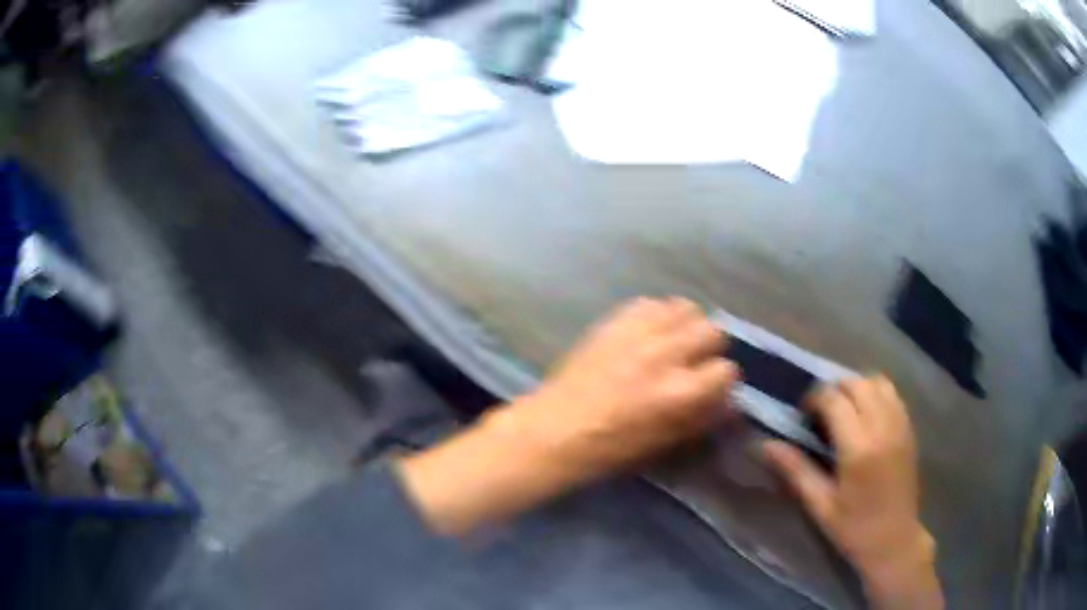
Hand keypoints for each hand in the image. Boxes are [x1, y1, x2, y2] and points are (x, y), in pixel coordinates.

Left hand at [517, 296, 737, 483]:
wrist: (556, 429)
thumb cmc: (611, 448)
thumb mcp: (664, 443)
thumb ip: (701, 419)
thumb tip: (728, 403)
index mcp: (679, 393)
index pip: (726, 370)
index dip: (722, 381)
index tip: (711, 388)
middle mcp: (665, 355)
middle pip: (712, 331)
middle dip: (709, 349)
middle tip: (694, 362)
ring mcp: (638, 333)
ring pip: (685, 308)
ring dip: (686, 325)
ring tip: (673, 342)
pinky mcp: (614, 321)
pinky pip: (650, 302)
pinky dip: (656, 315)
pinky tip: (647, 333)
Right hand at [763, 376, 943, 609]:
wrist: (894, 540)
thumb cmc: (853, 528)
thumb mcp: (820, 505)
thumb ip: (796, 470)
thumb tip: (765, 445)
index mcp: (858, 448)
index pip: (834, 399)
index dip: (813, 399)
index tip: (802, 416)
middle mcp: (882, 427)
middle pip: (856, 383)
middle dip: (834, 390)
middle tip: (820, 415)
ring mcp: (900, 425)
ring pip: (877, 381)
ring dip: (857, 387)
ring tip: (844, 411)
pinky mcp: (909, 428)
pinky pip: (893, 394)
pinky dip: (876, 393)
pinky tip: (866, 417)